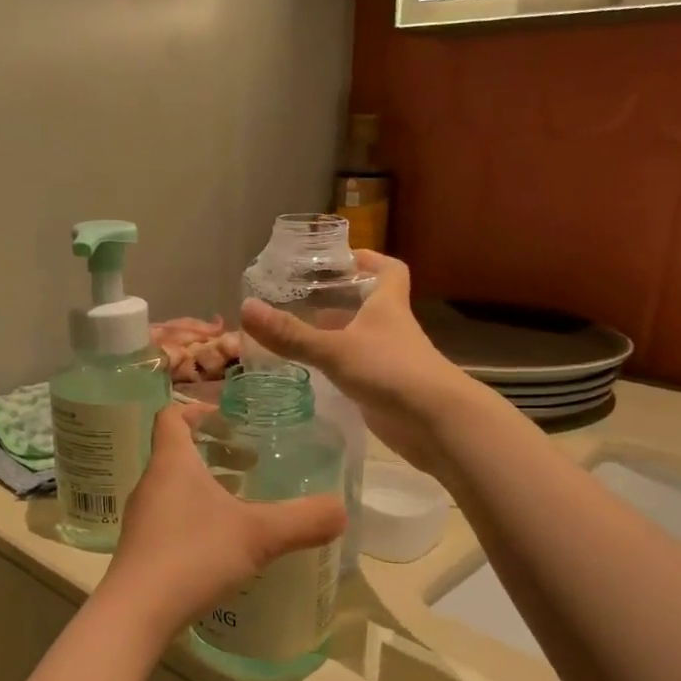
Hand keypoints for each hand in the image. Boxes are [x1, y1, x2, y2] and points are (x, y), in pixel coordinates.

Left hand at [100, 403, 345, 637]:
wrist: (136, 614)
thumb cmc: (194, 556)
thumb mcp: (258, 535)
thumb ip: (303, 520)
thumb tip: (341, 510)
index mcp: (172, 464)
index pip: (171, 416)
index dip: (196, 408)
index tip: (226, 416)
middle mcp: (151, 484)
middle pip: (176, 452)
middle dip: (213, 450)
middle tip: (249, 461)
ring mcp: (142, 518)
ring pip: (174, 487)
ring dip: (206, 485)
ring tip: (242, 501)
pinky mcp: (142, 549)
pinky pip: (170, 517)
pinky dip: (196, 516)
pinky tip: (223, 543)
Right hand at [240, 251, 485, 475]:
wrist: (435, 422)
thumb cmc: (390, 370)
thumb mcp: (334, 349)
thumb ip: (291, 334)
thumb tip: (245, 308)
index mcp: (387, 305)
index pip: (388, 270)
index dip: (369, 259)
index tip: (342, 258)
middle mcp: (391, 328)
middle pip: (369, 304)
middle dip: (340, 298)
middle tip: (302, 297)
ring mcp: (391, 360)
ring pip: (362, 338)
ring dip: (337, 334)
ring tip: (298, 332)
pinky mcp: (386, 389)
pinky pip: (359, 370)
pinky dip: (339, 367)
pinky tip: (314, 372)